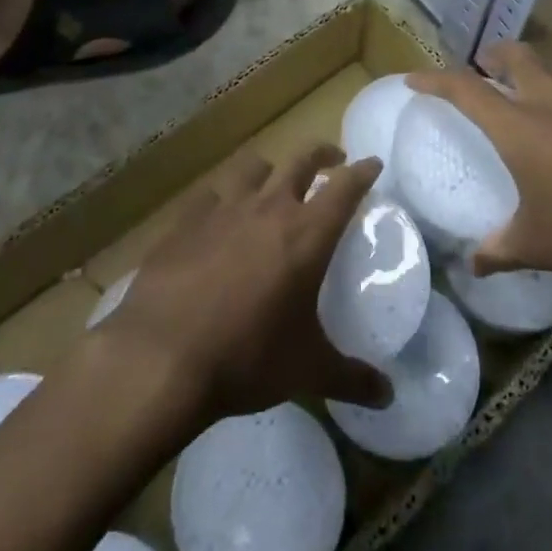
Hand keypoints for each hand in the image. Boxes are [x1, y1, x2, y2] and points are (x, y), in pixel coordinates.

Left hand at [100, 145, 392, 421]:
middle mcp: (268, 208)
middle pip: (301, 161)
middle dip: (321, 154)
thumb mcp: (307, 371)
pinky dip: (222, 196)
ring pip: (253, 168)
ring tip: (273, 180)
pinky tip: (218, 211)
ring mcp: (223, 209)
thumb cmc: (246, 358)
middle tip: (332, 159)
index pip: (344, 188)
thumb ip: (352, 378)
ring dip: (270, 169)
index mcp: (306, 235)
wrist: (162, 355)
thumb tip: (388, 396)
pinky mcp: (186, 220)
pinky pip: (210, 193)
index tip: (372, 162)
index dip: (362, 172)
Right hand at [407, 43, 551, 291]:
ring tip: (539, 93)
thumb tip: (472, 266)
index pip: (465, 89)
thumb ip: (498, 252)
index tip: (414, 79)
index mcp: (518, 126)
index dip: (435, 79)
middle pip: (517, 56)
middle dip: (495, 55)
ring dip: (543, 74)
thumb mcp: (536, 245)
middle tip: (485, 66)